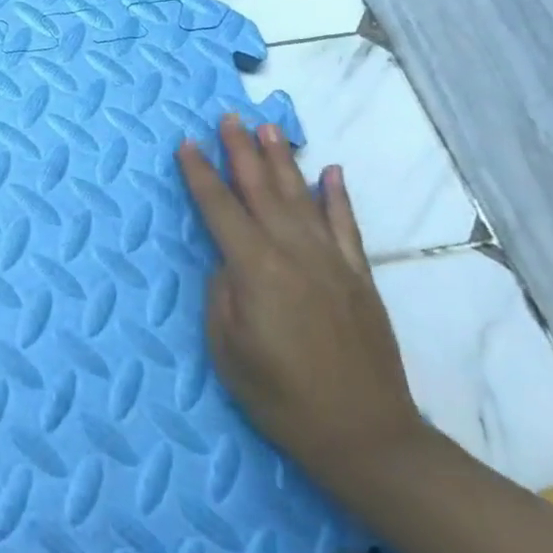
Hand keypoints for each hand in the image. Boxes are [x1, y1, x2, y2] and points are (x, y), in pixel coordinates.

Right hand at [176, 115, 420, 487]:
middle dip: (241, 151)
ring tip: (268, 128)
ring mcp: (333, 263)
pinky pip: (347, 226)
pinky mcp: (359, 278)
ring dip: (283, 161)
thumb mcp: (227, 349)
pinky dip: (338, 196)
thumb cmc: (281, 397)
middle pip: (262, 191)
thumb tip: (228, 261)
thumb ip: (222, 293)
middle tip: (228, 116)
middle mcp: (295, 254)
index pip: (220, 209)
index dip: (200, 175)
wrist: (366, 436)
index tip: (186, 143)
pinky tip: (331, 171)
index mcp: (256, 270)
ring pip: (302, 198)